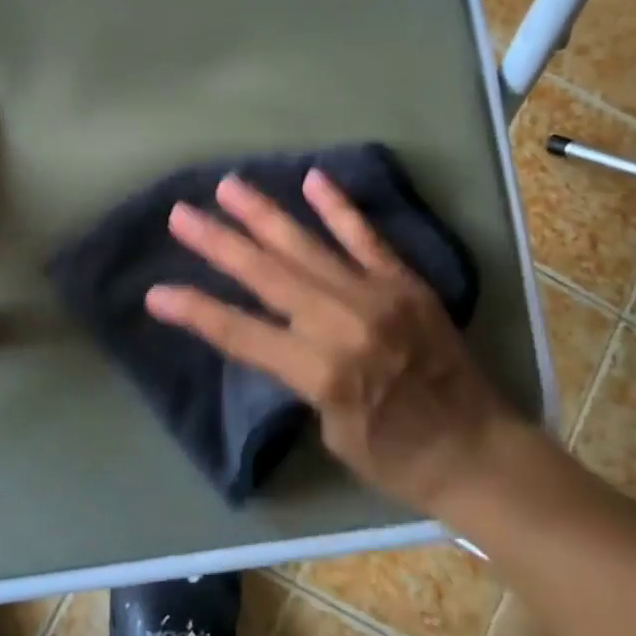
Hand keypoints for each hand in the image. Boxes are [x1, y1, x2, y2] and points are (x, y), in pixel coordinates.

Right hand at [145, 169, 504, 514]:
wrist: (478, 451)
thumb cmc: (397, 457)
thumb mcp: (329, 429)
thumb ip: (300, 373)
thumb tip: (280, 331)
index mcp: (319, 371)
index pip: (240, 332)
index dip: (194, 311)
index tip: (156, 292)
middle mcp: (340, 323)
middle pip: (265, 275)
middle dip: (218, 243)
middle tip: (181, 214)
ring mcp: (374, 294)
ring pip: (306, 245)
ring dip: (263, 214)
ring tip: (228, 186)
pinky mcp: (403, 281)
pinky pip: (365, 237)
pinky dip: (338, 207)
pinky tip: (312, 178)